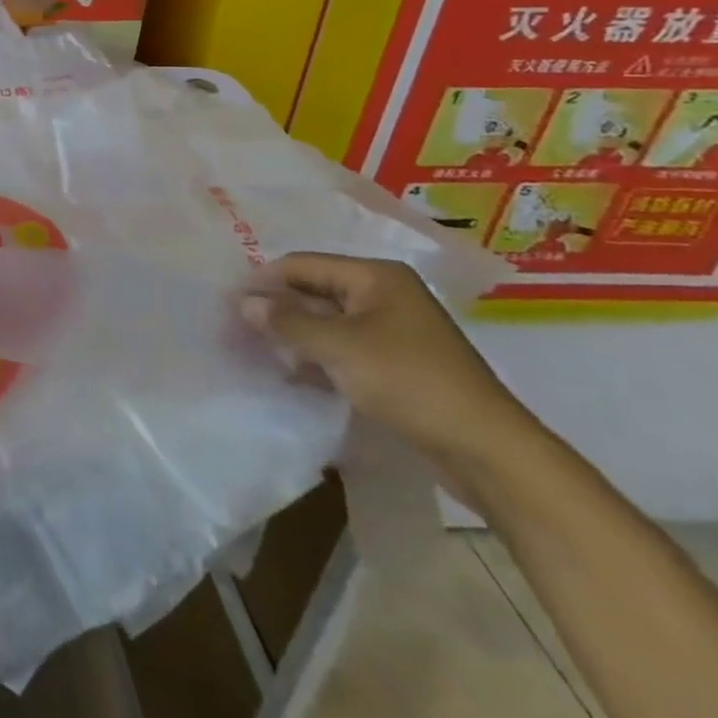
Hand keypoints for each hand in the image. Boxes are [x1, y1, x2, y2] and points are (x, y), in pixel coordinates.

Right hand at [240, 253, 534, 467]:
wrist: (488, 452)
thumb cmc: (409, 381)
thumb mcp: (339, 347)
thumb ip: (287, 321)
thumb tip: (244, 303)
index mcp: (376, 276)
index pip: (304, 265)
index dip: (265, 280)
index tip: (229, 300)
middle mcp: (385, 295)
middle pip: (316, 291)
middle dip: (278, 308)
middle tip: (237, 327)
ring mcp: (394, 331)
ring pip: (328, 323)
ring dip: (295, 336)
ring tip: (258, 351)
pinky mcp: (398, 366)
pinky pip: (345, 350)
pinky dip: (318, 358)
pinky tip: (292, 374)